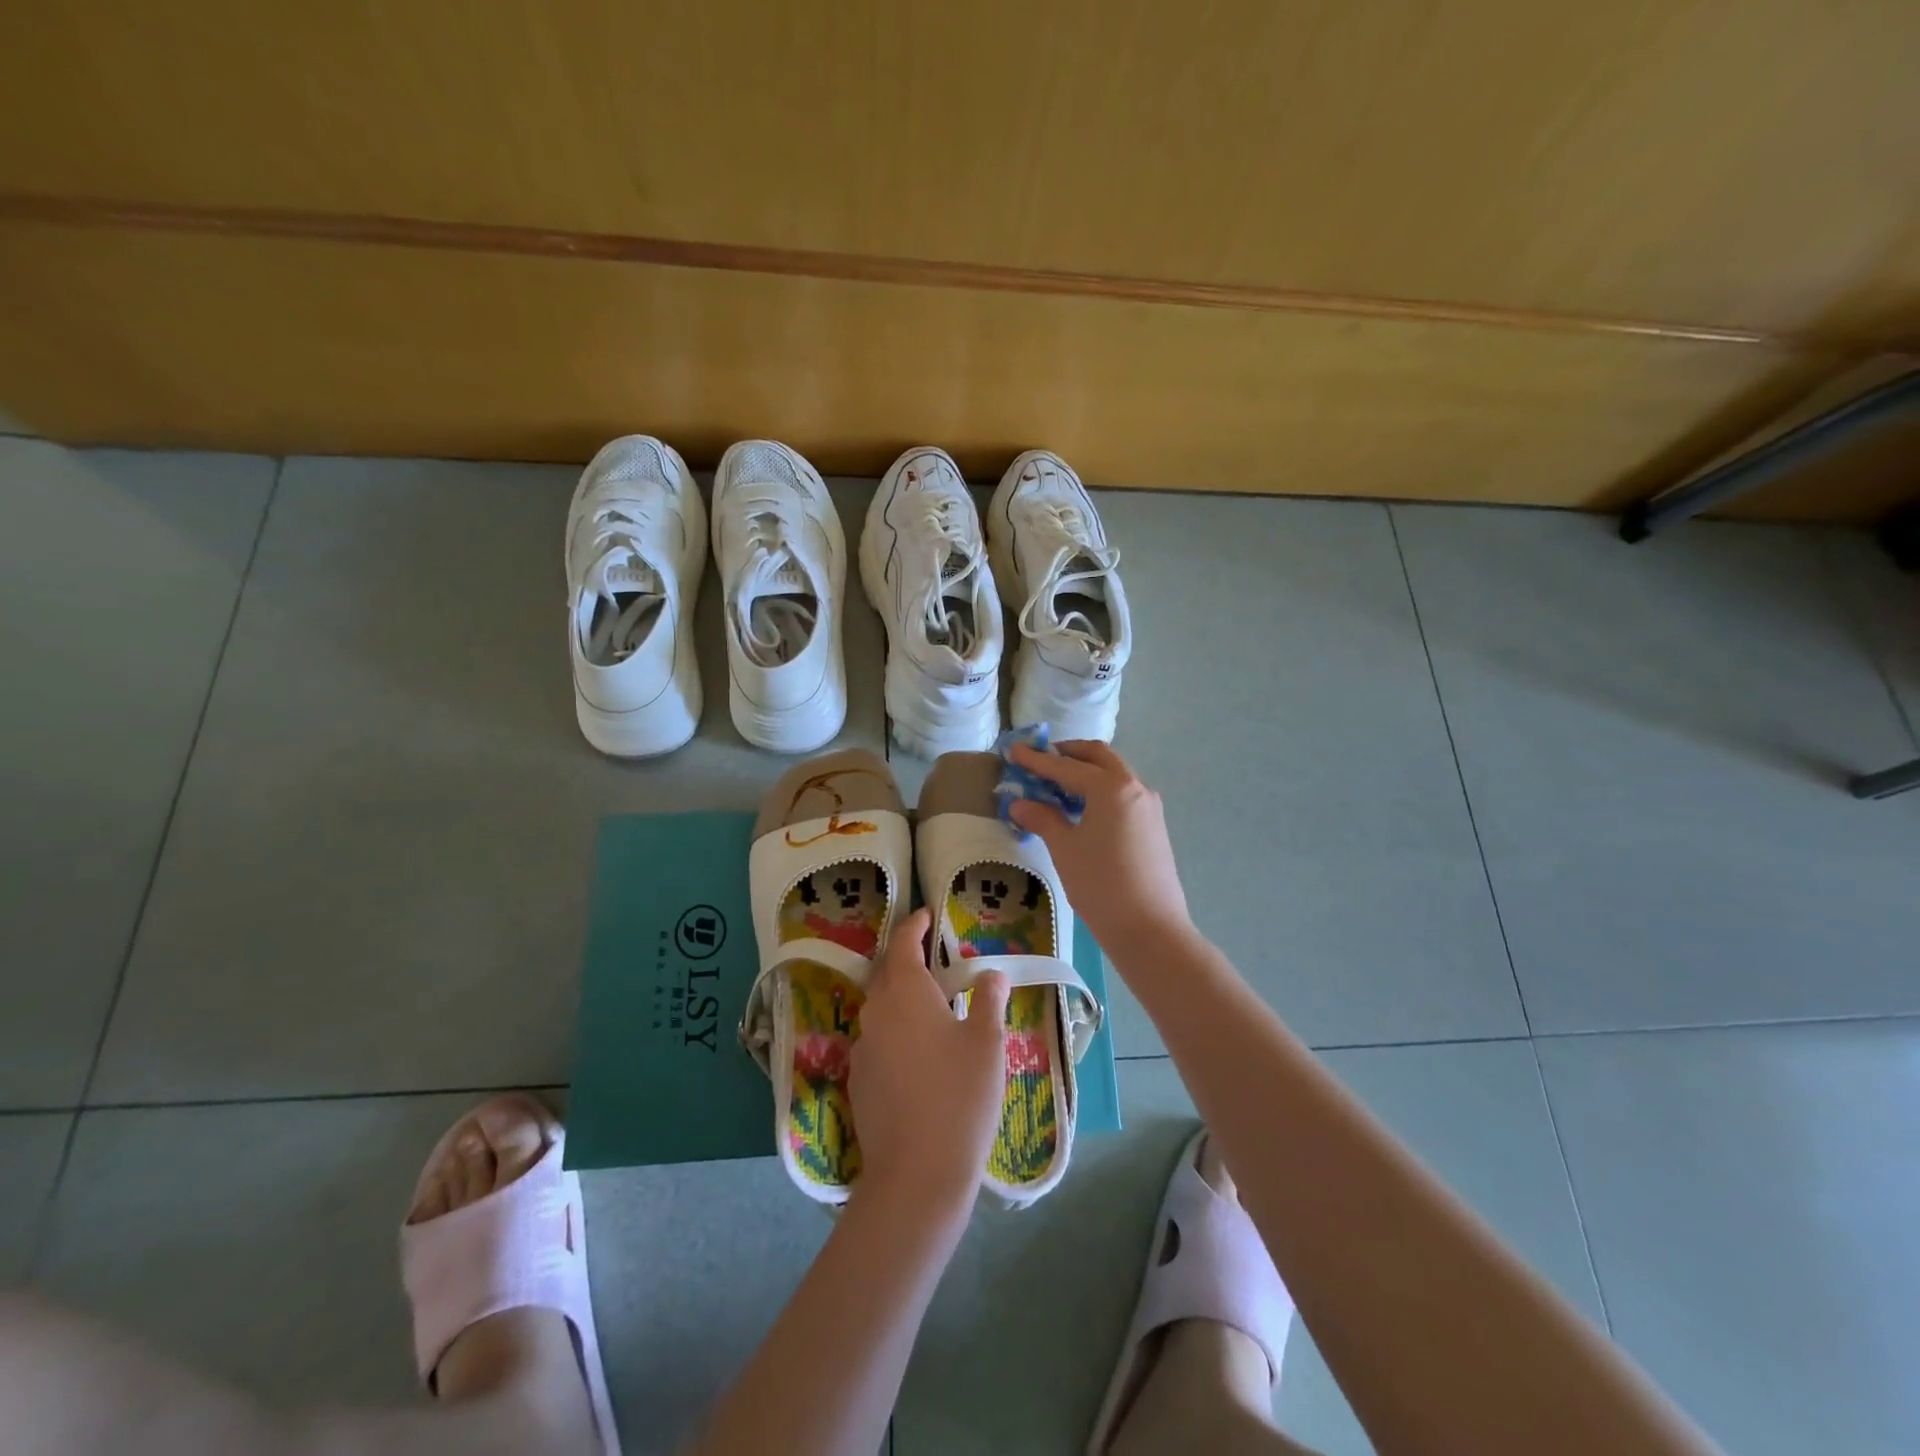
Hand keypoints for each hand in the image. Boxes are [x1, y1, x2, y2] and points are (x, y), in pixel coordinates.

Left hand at [849, 907, 1009, 1214]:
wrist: (917, 1174)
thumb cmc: (960, 1097)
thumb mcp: (987, 1043)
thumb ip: (989, 1000)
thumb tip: (992, 973)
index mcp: (905, 992)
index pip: (903, 943)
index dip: (914, 925)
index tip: (927, 914)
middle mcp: (876, 1012)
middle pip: (886, 973)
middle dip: (906, 959)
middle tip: (934, 959)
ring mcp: (862, 1048)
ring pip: (880, 1008)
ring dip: (901, 997)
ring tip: (931, 1007)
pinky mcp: (858, 1081)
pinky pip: (877, 1040)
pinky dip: (895, 1031)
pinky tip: (918, 1054)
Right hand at [1007, 740, 1192, 947]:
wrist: (1150, 928)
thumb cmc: (1101, 884)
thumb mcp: (1065, 849)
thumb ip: (1042, 818)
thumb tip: (1020, 803)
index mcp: (1111, 787)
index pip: (1066, 766)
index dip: (1037, 760)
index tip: (1014, 750)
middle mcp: (1135, 787)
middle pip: (1099, 757)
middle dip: (1069, 753)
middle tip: (1042, 759)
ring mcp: (1149, 807)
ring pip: (1115, 775)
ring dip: (1087, 772)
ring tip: (1058, 786)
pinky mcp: (1154, 827)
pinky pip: (1124, 795)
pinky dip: (1101, 791)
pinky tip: (1083, 810)